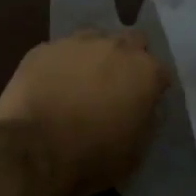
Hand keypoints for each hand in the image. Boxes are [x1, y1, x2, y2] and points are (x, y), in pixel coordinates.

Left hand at [0, 31, 169, 195]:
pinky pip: (60, 51)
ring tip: (81, 83)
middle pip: (132, 42)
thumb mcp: (136, 150)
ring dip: (94, 56)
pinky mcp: (43, 48)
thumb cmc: (93, 156)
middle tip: (116, 86)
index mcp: (145, 71)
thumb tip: (144, 107)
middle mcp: (115, 47)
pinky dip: (61, 65)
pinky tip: (51, 85)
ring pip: (95, 39)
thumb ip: (146, 119)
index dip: (153, 88)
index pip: (161, 72)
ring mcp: (76, 43)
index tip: (144, 103)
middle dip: (128, 59)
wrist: (34, 150)